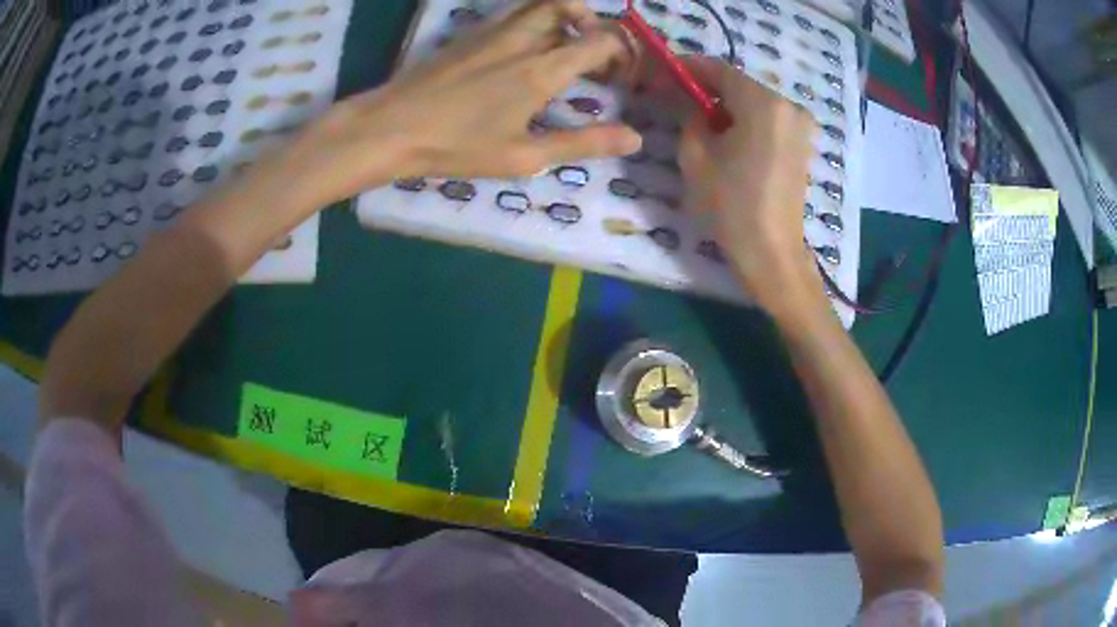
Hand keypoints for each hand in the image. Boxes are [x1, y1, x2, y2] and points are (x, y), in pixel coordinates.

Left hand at [285, 0, 641, 206]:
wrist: (391, 127)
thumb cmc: (457, 146)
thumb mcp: (524, 156)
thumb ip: (582, 143)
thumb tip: (633, 136)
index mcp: (542, 69)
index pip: (602, 40)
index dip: (624, 54)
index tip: (623, 79)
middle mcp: (523, 38)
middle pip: (571, 6)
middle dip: (595, 26)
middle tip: (596, 56)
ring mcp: (493, 30)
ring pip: (540, 2)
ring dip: (565, 14)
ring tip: (567, 44)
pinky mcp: (470, 33)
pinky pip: (514, 11)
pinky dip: (535, 18)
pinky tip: (527, 47)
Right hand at [676, 58, 819, 312]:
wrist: (772, 253)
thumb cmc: (731, 204)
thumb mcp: (696, 155)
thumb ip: (691, 116)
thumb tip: (692, 103)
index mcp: (764, 103)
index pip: (720, 69)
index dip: (690, 68)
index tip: (666, 72)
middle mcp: (788, 106)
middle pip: (740, 84)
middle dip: (708, 87)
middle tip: (678, 98)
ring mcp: (800, 126)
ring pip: (754, 101)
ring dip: (727, 104)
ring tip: (700, 120)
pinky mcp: (802, 144)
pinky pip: (768, 119)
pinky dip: (746, 119)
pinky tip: (727, 135)